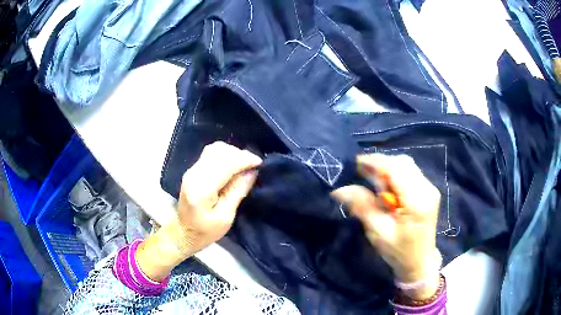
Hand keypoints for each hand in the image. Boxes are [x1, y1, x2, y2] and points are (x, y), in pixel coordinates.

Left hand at [136, 142, 261, 280]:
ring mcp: (191, 170)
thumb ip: (238, 191)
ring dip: (233, 153)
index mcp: (202, 188)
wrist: (183, 233)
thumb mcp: (226, 217)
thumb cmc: (205, 231)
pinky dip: (225, 155)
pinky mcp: (193, 170)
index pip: (225, 163)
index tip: (260, 163)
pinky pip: (211, 154)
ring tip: (244, 165)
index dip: (245, 159)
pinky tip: (233, 165)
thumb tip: (252, 171)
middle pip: (220, 151)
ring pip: (215, 149)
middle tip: (254, 166)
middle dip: (240, 155)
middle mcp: (194, 173)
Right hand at [331, 154, 440, 299]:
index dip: (375, 162)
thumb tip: (340, 189)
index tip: (355, 163)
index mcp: (416, 202)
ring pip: (407, 166)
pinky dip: (395, 175)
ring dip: (388, 168)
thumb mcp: (378, 232)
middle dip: (381, 163)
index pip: (396, 170)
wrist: (420, 263)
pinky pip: (411, 173)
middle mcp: (427, 190)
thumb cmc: (399, 252)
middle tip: (361, 172)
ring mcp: (430, 189)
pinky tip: (386, 187)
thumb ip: (362, 206)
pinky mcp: (429, 192)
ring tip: (372, 179)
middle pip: (403, 163)